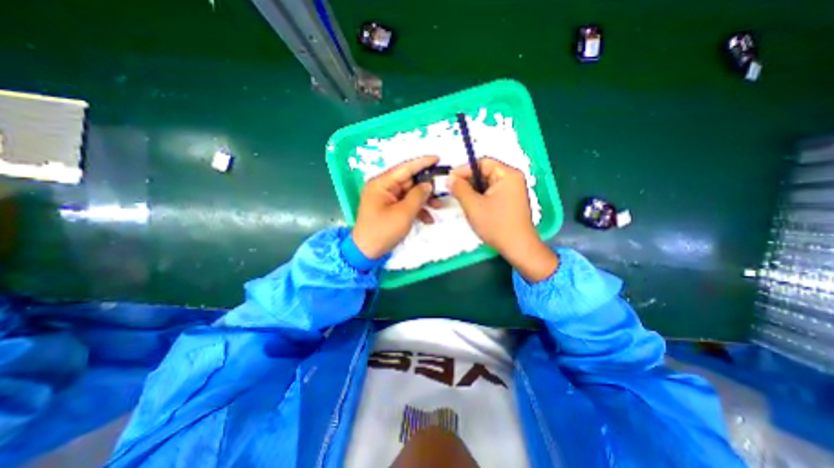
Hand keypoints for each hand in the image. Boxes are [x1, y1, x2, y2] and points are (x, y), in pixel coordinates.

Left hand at [351, 155, 441, 259]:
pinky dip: (417, 210)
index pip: (404, 168)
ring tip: (438, 207)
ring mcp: (387, 198)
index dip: (422, 163)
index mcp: (381, 184)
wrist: (367, 252)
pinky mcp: (390, 208)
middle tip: (442, 190)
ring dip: (424, 200)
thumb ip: (418, 196)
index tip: (437, 158)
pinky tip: (428, 219)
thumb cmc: (383, 231)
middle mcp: (383, 188)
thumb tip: (428, 184)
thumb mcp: (404, 213)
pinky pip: (406, 204)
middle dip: (426, 187)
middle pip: (409, 181)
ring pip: (410, 193)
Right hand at [446, 157, 555, 280]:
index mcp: (507, 174)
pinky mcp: (510, 200)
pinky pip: (492, 192)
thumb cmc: (496, 225)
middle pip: (485, 172)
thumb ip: (459, 189)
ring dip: (473, 189)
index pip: (482, 163)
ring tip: (460, 198)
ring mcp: (513, 190)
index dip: (463, 170)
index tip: (449, 179)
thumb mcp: (473, 205)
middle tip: (453, 190)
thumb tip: (449, 178)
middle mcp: (512, 178)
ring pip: (487, 183)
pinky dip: (480, 196)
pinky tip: (472, 204)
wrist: (517, 247)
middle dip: (468, 180)